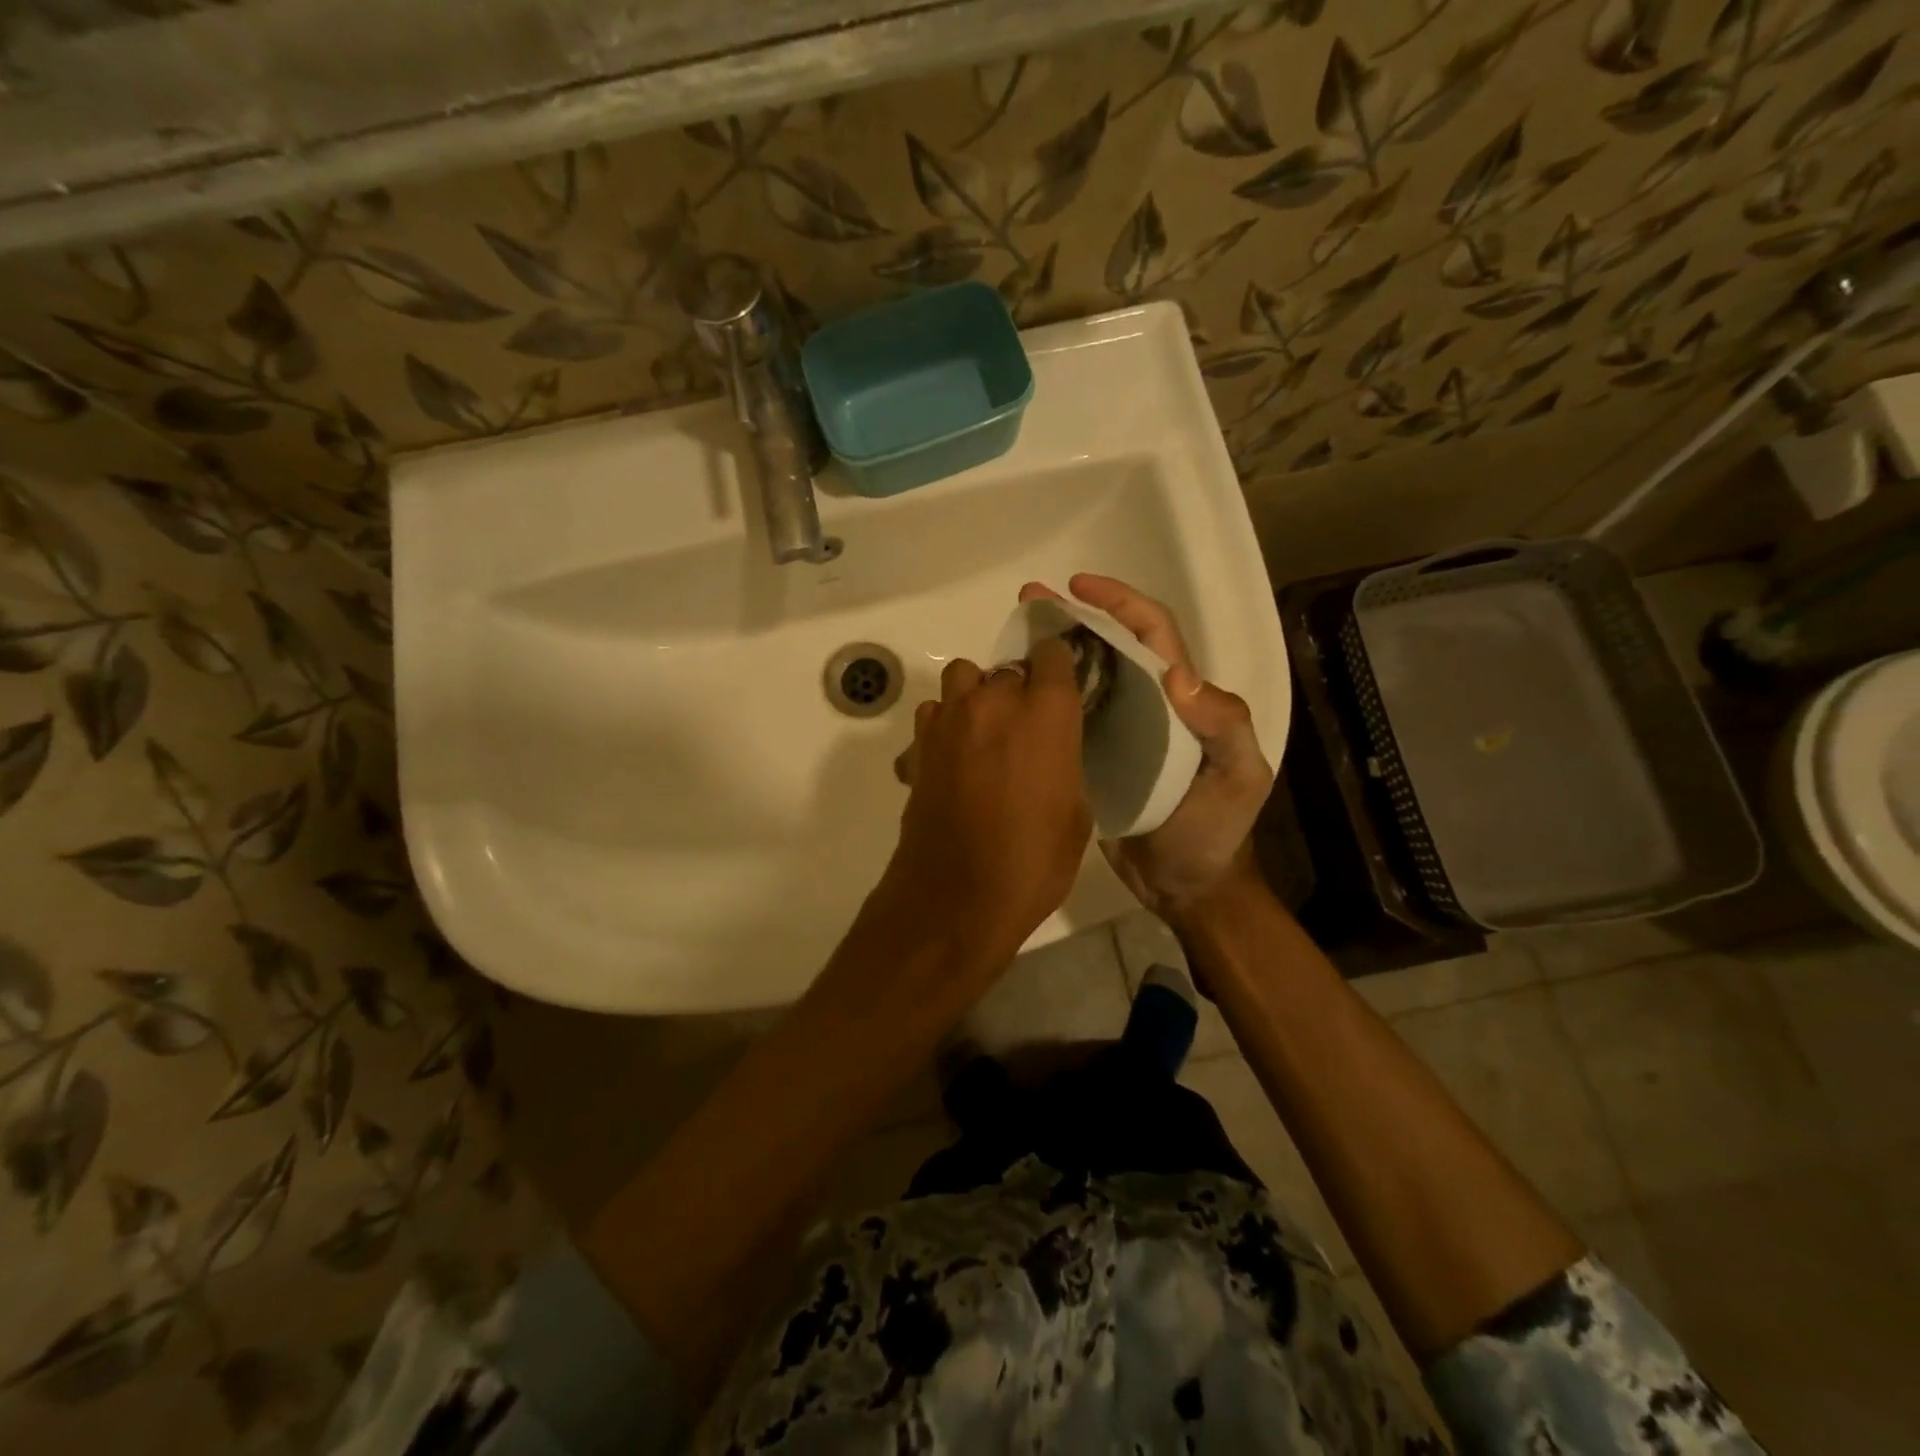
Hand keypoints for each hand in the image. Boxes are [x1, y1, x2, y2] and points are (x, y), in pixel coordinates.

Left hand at [882, 639, 1092, 959]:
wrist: (956, 898)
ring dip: (975, 698)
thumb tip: (1051, 754)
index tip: (1061, 686)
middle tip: (1023, 729)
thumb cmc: (1032, 862)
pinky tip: (952, 759)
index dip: (1057, 667)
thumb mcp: (1075, 815)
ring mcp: (949, 721)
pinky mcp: (918, 746)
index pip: (1052, 654)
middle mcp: (994, 702)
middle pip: (1006, 669)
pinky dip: (943, 727)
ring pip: (962, 680)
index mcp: (1046, 713)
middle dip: (1017, 691)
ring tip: (983, 736)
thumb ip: (1065, 764)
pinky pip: (934, 715)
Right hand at [1019, 574, 1272, 919]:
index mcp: (1183, 698)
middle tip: (1028, 601)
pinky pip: (1066, 719)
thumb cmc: (1216, 829)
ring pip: (1083, 677)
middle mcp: (1147, 704)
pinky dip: (1043, 698)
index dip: (1120, 602)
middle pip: (1110, 646)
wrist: (1185, 886)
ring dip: (1053, 652)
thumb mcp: (1238, 777)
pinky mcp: (1093, 759)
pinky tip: (1013, 693)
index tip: (1078, 587)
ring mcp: (1118, 731)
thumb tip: (1177, 675)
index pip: (1153, 633)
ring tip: (1012, 638)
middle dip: (1074, 617)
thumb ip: (1223, 726)